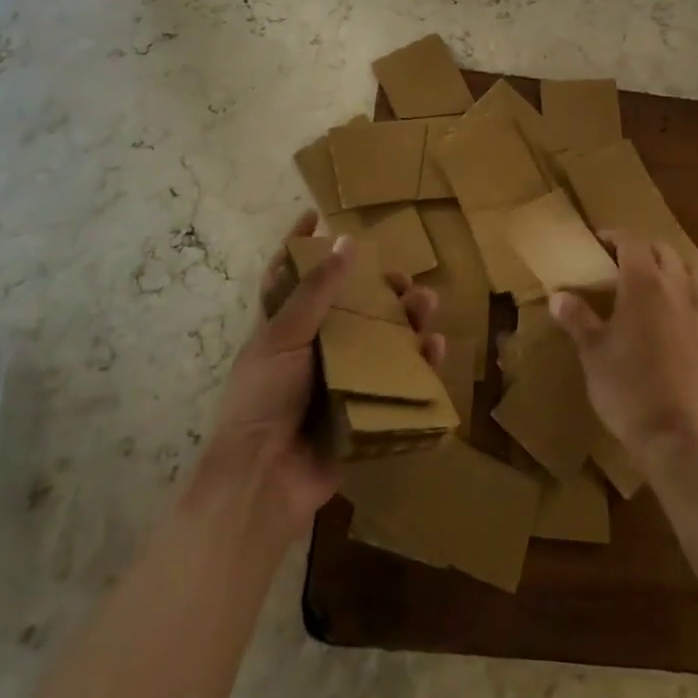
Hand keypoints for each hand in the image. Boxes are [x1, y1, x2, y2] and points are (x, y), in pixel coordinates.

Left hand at [202, 211, 442, 540]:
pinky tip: (435, 348)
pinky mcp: (363, 412)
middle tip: (401, 277)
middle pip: (351, 309)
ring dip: (405, 320)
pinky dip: (418, 366)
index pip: (290, 278)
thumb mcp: (283, 337)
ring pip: (380, 341)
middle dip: (378, 288)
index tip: (315, 216)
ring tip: (426, 303)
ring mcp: (340, 382)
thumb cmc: (262, 400)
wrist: (262, 482)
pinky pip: (397, 383)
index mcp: (285, 330)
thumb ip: (316, 292)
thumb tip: (345, 241)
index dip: (300, 247)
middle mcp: (314, 350)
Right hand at [549, 233, 697, 477]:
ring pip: (695, 270)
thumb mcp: (592, 353)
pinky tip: (695, 309)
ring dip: (675, 267)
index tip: (598, 243)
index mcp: (643, 283)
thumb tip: (558, 296)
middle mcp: (677, 287)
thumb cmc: (628, 388)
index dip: (614, 236)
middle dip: (643, 250)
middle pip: (664, 250)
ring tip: (657, 281)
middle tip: (621, 264)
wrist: (678, 436)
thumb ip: (576, 318)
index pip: (631, 241)